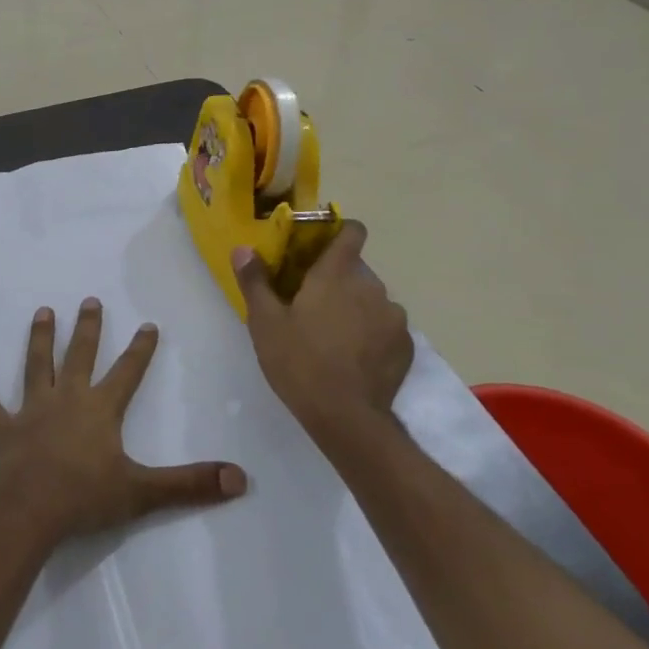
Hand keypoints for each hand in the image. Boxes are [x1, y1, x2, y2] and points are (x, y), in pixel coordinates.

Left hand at [0, 299, 247, 542]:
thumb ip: (190, 484)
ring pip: (36, 367)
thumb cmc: (86, 498)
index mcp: (101, 410)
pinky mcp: (2, 428)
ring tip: (42, 311)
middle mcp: (67, 400)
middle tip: (89, 301)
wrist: (29, 511)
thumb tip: (241, 479)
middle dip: (87, 329)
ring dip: (39, 339)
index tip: (147, 324)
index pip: (127, 373)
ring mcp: (31, 411)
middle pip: (80, 357)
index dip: (139, 349)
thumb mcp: (144, 492)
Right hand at [231, 221, 414, 438]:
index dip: (341, 232)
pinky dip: (373, 336)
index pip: (352, 232)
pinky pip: (387, 329)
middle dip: (338, 283)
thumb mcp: (265, 323)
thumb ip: (255, 282)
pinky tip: (355, 359)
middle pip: (356, 272)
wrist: (346, 417)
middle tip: (313, 308)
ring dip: (357, 310)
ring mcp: (394, 317)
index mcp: (336, 275)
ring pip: (373, 301)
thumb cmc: (299, 363)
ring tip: (335, 338)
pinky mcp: (406, 346)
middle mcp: (371, 287)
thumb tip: (243, 249)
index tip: (323, 246)